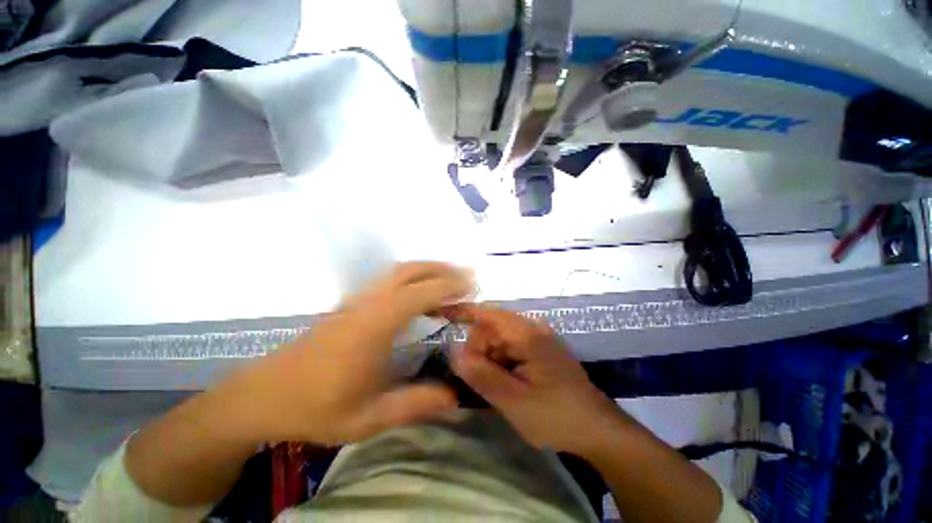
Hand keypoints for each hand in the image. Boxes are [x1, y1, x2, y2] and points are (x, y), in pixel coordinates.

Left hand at [221, 262, 472, 444]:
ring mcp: (356, 301)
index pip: (419, 294)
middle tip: (464, 276)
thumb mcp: (368, 418)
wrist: (263, 396)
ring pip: (396, 272)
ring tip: (448, 279)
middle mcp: (367, 304)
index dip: (448, 286)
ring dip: (426, 269)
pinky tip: (418, 291)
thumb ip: (414, 405)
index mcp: (374, 326)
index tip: (471, 285)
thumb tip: (453, 397)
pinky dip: (411, 277)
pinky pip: (388, 280)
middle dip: (440, 269)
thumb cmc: (315, 408)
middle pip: (407, 271)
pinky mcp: (350, 304)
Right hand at [440, 304, 625, 454]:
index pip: (487, 313)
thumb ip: (482, 375)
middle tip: (481, 382)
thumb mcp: (514, 401)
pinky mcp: (538, 349)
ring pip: (498, 339)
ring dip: (490, 359)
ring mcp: (536, 338)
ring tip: (499, 389)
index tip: (439, 312)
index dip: (462, 311)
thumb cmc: (556, 415)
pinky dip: (500, 362)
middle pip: (491, 329)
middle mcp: (531, 328)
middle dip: (479, 351)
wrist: (597, 429)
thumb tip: (454, 353)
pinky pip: (509, 348)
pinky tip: (507, 383)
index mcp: (527, 334)